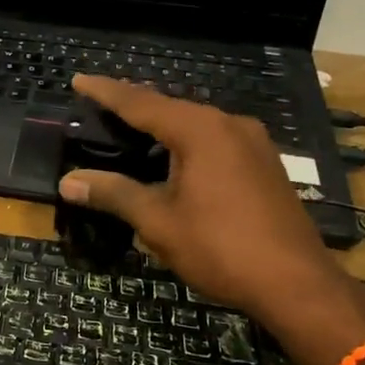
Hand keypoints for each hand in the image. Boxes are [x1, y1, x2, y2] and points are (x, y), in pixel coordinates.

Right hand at [57, 77, 351, 330]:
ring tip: (128, 131)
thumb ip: (113, 194)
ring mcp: (253, 143)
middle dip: (132, 106)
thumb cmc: (221, 248)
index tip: (77, 80)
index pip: (140, 102)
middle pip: (169, 107)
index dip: (105, 92)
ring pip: (194, 123)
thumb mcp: (158, 221)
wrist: (297, 284)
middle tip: (98, 106)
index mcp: (200, 130)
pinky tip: (171, 158)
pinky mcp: (264, 164)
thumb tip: (68, 182)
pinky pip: (214, 140)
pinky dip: (185, 142)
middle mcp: (229, 125)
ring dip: (160, 125)